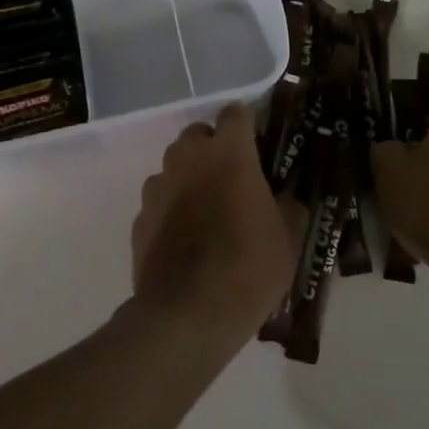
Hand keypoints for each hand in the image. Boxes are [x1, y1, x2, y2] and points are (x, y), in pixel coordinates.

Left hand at [133, 105, 304, 348]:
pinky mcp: (139, 218)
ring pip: (175, 166)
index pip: (236, 113)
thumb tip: (283, 198)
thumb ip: (287, 205)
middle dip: (215, 147)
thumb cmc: (248, 266)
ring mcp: (158, 187)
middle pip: (199, 134)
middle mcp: (188, 158)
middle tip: (235, 178)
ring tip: (209, 211)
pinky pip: (159, 200)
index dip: (249, 125)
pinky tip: (186, 239)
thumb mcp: (288, 237)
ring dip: (190, 177)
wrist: (187, 316)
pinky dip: (172, 209)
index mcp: (228, 152)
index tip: (260, 146)